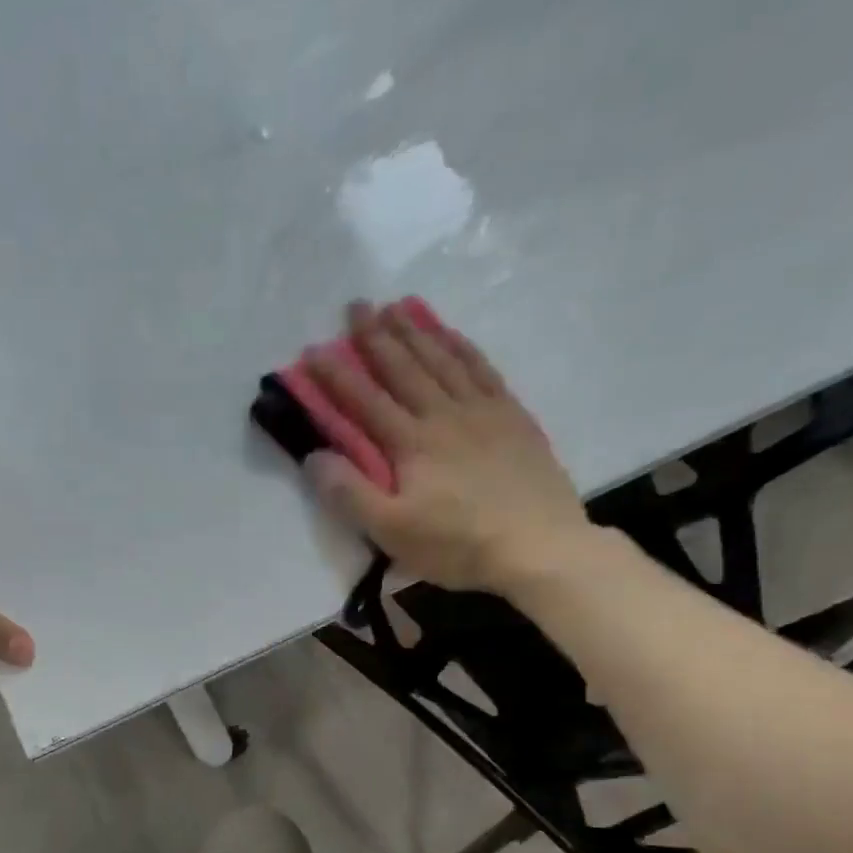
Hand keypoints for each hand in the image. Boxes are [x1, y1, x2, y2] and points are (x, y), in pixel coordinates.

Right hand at [302, 302, 599, 596]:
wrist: (539, 547)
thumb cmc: (458, 544)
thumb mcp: (392, 531)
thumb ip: (350, 493)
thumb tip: (314, 456)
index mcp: (411, 443)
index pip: (365, 400)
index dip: (337, 374)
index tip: (313, 349)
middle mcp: (444, 414)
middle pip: (404, 367)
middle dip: (376, 336)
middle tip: (357, 305)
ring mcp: (482, 411)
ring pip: (442, 360)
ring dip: (416, 331)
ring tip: (397, 306)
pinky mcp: (512, 417)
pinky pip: (482, 369)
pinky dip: (462, 347)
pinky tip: (450, 335)